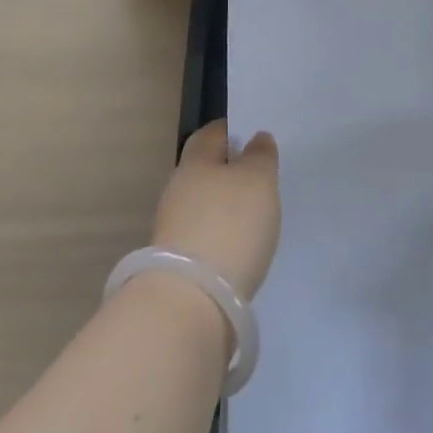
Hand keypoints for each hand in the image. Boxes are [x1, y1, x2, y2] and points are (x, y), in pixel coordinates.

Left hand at [152, 120, 280, 300]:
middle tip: (255, 175)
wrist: (191, 301)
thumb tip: (256, 139)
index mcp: (195, 162)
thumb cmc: (230, 225)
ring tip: (251, 214)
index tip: (248, 133)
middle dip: (225, 170)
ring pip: (201, 204)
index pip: (210, 134)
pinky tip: (237, 245)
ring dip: (221, 206)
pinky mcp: (175, 264)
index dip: (228, 130)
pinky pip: (201, 235)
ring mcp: (172, 228)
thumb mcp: (258, 181)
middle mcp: (178, 189)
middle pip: (203, 170)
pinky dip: (218, 235)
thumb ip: (260, 156)